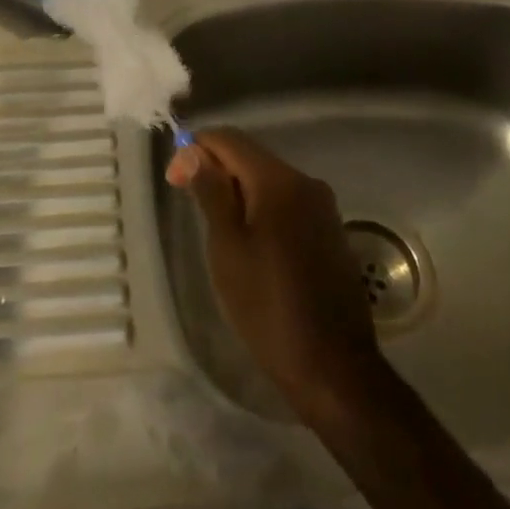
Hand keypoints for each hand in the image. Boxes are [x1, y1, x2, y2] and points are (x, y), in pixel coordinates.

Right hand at [167, 129, 384, 423]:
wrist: (334, 370)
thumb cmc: (268, 308)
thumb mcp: (227, 248)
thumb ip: (211, 192)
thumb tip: (194, 151)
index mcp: (279, 180)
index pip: (229, 139)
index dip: (195, 149)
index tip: (174, 182)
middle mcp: (306, 182)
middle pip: (250, 155)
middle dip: (216, 169)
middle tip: (190, 204)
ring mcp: (323, 207)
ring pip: (268, 179)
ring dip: (238, 190)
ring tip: (216, 228)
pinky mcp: (330, 231)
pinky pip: (287, 202)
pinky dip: (262, 208)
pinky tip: (250, 242)